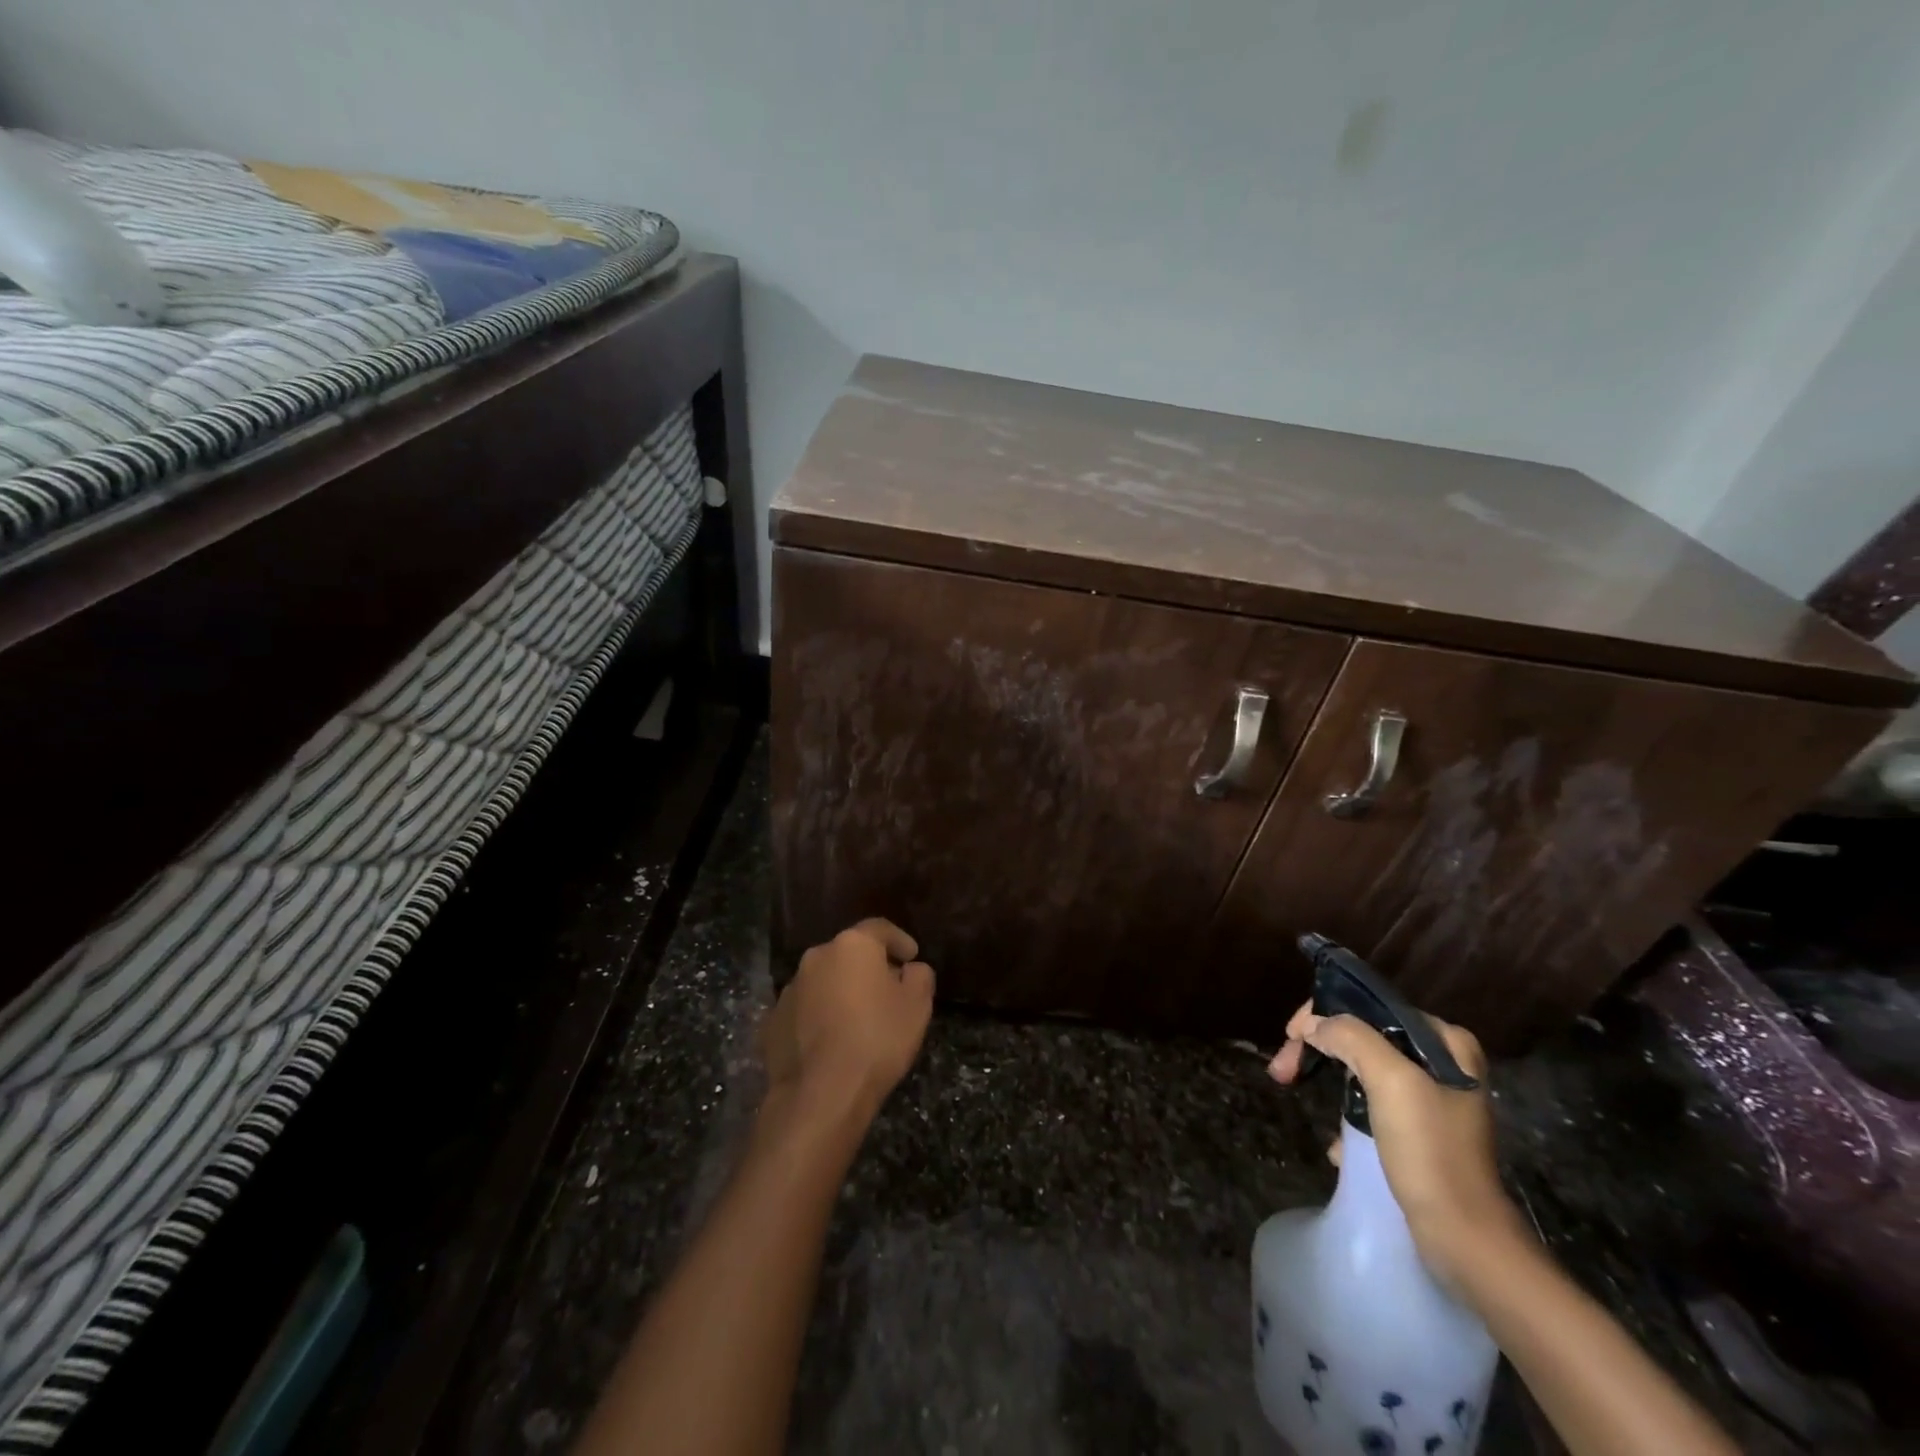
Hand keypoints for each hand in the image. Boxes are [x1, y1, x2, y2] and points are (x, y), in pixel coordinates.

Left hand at [761, 918, 935, 1124]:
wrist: (821, 1094)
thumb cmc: (877, 1040)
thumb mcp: (917, 1006)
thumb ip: (920, 976)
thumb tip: (910, 969)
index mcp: (852, 945)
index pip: (880, 929)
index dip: (899, 940)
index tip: (912, 957)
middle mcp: (817, 957)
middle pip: (849, 953)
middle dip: (869, 966)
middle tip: (888, 990)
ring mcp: (790, 989)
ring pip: (824, 980)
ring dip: (841, 991)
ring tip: (858, 1019)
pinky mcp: (774, 1020)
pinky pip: (805, 1008)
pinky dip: (820, 1015)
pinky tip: (832, 1040)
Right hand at [1269, 1001, 1528, 1288]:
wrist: (1465, 1239)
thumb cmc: (1430, 1152)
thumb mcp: (1391, 1081)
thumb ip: (1350, 1037)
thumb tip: (1313, 1024)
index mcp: (1445, 1041)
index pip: (1369, 1006)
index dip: (1322, 1014)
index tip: (1290, 1037)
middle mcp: (1442, 1063)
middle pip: (1362, 1036)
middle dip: (1319, 1049)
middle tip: (1283, 1070)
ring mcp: (1432, 1099)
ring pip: (1362, 1069)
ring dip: (1328, 1081)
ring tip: (1297, 1094)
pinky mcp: (1421, 1133)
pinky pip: (1371, 1105)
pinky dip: (1348, 1117)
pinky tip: (1337, 1144)